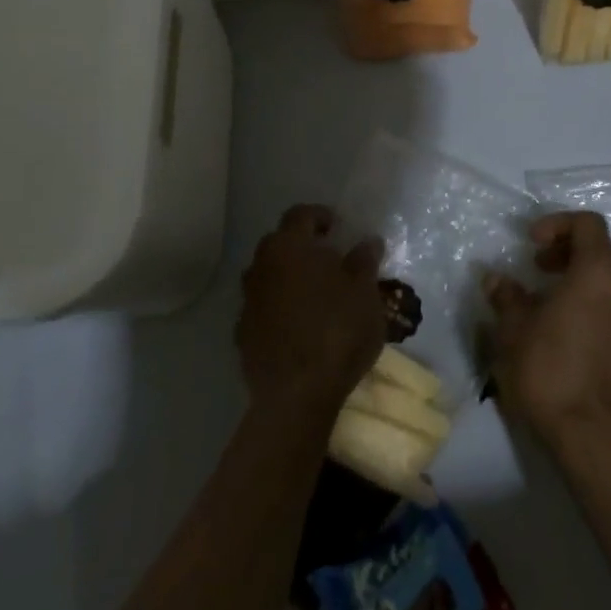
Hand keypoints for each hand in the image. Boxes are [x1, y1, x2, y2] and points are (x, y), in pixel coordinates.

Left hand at [237, 205, 385, 414]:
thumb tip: (368, 241)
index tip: (338, 227)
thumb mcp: (365, 292)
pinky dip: (279, 307)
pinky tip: (299, 324)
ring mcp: (247, 302)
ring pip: (268, 276)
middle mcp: (261, 267)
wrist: (296, 395)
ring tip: (316, 292)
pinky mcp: (242, 334)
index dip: (320, 216)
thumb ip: (364, 261)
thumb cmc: (338, 330)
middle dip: (302, 246)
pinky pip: (263, 308)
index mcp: (290, 247)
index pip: (300, 215)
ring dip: (288, 277)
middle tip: (330, 258)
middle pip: (279, 244)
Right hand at [485, 211, 610, 453]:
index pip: (588, 224)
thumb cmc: (549, 367)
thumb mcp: (515, 328)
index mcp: (599, 271)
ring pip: (607, 278)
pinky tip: (559, 323)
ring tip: (543, 295)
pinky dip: (587, 299)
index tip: (531, 243)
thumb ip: (506, 296)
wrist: (590, 434)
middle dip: (566, 249)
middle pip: (600, 248)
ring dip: (577, 275)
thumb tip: (494, 278)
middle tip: (536, 265)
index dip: (557, 224)